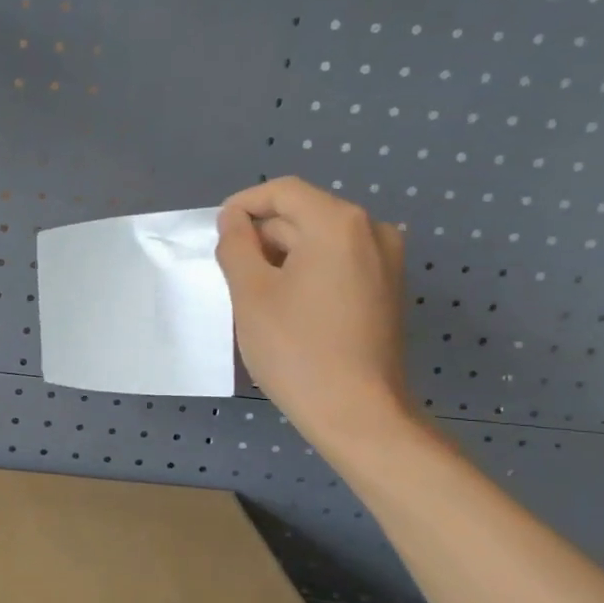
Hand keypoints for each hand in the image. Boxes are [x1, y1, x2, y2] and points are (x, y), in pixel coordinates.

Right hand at [215, 177, 412, 447]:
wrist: (356, 411)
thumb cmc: (296, 349)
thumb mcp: (250, 294)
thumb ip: (236, 245)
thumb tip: (234, 221)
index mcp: (338, 223)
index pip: (282, 192)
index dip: (243, 206)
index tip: (216, 235)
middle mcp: (371, 230)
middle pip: (302, 215)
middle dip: (262, 237)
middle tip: (230, 276)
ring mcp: (387, 260)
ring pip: (319, 241)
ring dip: (282, 257)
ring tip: (256, 296)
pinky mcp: (387, 288)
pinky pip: (338, 262)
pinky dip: (307, 272)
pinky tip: (288, 307)